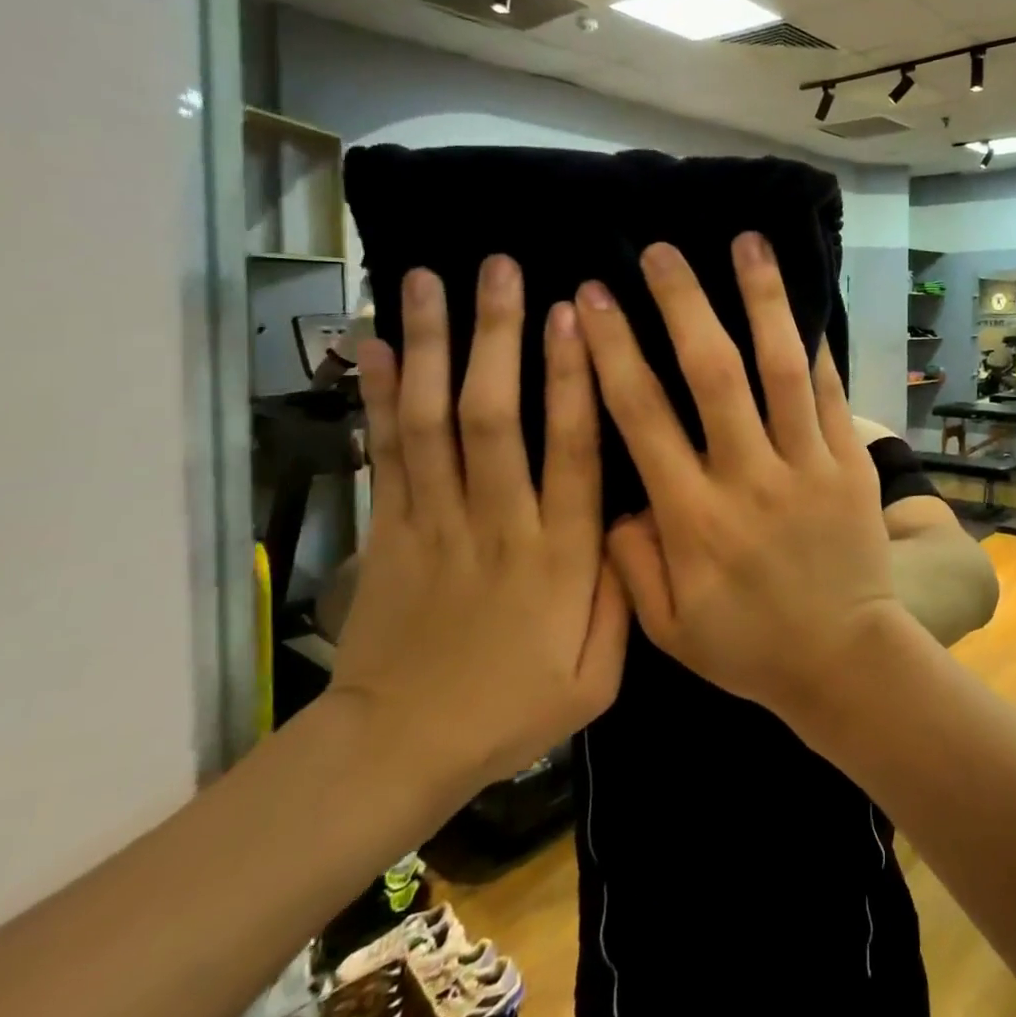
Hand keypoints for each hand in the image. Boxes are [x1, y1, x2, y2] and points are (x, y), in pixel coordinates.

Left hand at [332, 261, 628, 788]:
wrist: (399, 749)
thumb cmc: (512, 709)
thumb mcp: (599, 678)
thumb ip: (625, 596)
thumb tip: (637, 518)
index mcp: (557, 555)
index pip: (571, 450)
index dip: (575, 379)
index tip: (576, 316)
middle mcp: (495, 523)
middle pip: (494, 416)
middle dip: (499, 336)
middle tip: (503, 267)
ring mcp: (433, 521)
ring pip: (433, 421)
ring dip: (435, 346)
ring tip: (430, 278)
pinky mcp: (387, 529)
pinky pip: (383, 452)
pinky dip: (379, 396)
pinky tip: (378, 342)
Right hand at [575, 234, 902, 714]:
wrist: (844, 661)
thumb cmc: (749, 646)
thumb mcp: (666, 627)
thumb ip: (629, 561)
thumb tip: (612, 498)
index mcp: (692, 518)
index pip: (641, 416)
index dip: (613, 351)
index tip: (591, 299)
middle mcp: (748, 479)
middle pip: (711, 374)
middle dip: (681, 305)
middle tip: (660, 252)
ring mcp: (806, 467)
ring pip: (780, 369)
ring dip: (762, 301)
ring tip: (748, 243)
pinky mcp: (849, 466)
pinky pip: (830, 395)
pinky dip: (815, 347)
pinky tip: (803, 304)